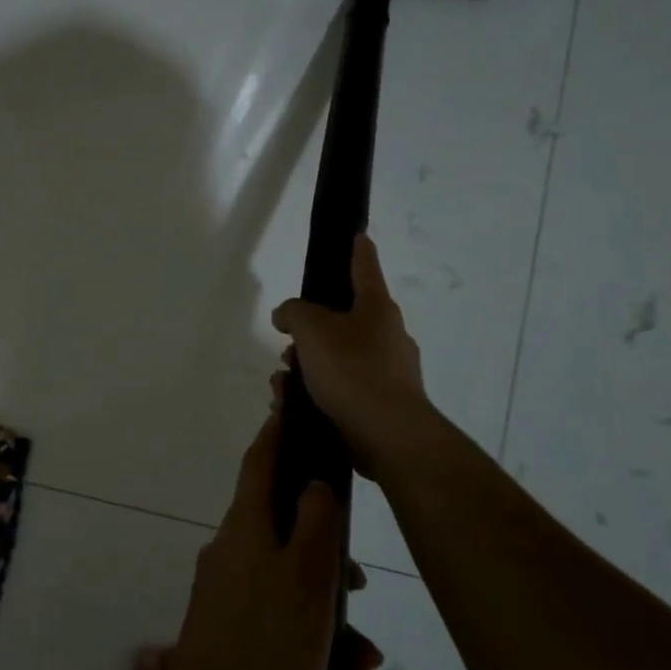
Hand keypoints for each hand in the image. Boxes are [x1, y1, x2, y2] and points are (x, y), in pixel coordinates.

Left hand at [169, 413, 353, 669]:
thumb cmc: (270, 640)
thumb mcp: (308, 577)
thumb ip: (316, 523)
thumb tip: (315, 482)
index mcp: (246, 526)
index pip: (261, 462)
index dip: (277, 433)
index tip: (287, 405)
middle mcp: (230, 547)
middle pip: (283, 526)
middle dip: (325, 549)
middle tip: (357, 583)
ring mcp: (225, 587)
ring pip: (287, 577)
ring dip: (326, 605)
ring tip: (361, 654)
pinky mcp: (227, 622)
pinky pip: (276, 611)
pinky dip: (309, 631)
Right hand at [270, 234, 427, 476]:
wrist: (387, 435)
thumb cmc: (352, 370)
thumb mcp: (312, 329)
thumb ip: (294, 312)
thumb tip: (288, 316)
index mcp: (376, 309)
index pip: (364, 268)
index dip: (358, 250)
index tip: (358, 234)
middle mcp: (387, 336)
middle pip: (342, 320)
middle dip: (309, 331)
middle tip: (288, 345)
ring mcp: (387, 372)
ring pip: (336, 357)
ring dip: (306, 366)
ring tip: (283, 383)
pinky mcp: (379, 404)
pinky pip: (340, 388)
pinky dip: (316, 391)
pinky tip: (294, 404)